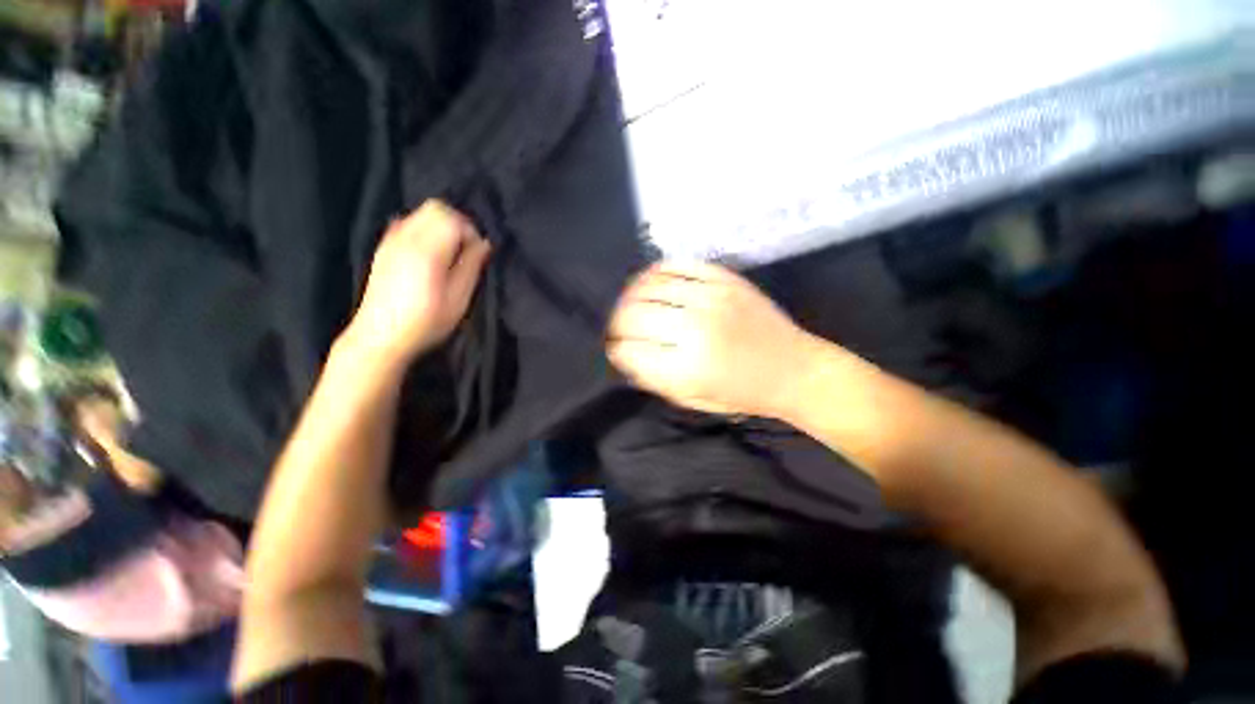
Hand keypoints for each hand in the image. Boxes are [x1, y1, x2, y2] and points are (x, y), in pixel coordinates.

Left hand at [345, 201, 490, 365]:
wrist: (380, 337)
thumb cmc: (426, 322)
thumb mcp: (458, 299)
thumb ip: (471, 266)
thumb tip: (484, 244)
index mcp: (427, 251)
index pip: (452, 219)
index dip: (471, 231)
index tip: (477, 253)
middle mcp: (406, 238)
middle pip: (435, 208)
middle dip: (457, 223)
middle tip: (466, 249)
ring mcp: (391, 241)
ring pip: (421, 213)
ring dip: (441, 226)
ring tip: (449, 253)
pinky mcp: (383, 248)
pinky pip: (408, 223)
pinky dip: (424, 230)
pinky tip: (430, 254)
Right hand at [607, 261, 820, 418]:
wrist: (794, 369)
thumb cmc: (742, 393)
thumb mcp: (692, 399)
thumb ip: (653, 378)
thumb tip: (623, 355)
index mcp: (687, 368)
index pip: (627, 350)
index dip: (615, 349)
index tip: (615, 349)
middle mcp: (695, 328)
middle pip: (631, 314)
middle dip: (615, 323)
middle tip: (618, 328)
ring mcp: (710, 297)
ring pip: (647, 286)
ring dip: (629, 297)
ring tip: (629, 305)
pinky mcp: (723, 277)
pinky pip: (674, 264)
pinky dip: (653, 274)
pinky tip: (649, 285)